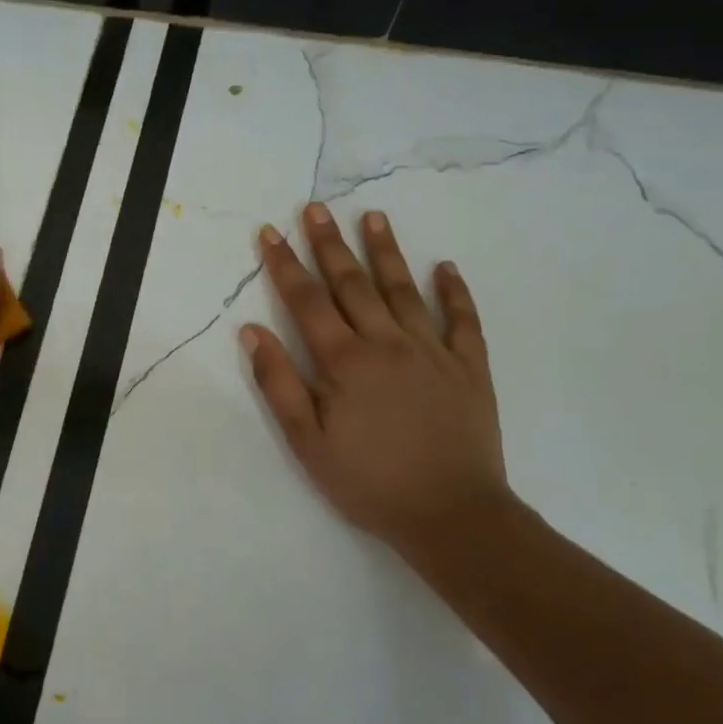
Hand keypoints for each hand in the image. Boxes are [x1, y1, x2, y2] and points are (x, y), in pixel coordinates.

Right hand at [241, 202, 509, 549]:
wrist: (453, 516)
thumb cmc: (368, 481)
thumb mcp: (306, 441)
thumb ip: (278, 382)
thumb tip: (252, 330)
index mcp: (344, 360)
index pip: (306, 300)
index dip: (285, 264)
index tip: (270, 232)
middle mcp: (387, 342)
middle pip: (352, 283)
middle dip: (329, 243)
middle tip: (315, 208)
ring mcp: (433, 351)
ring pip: (403, 289)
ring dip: (385, 251)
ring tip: (373, 216)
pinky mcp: (470, 367)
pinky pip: (463, 320)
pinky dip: (454, 291)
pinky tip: (445, 267)